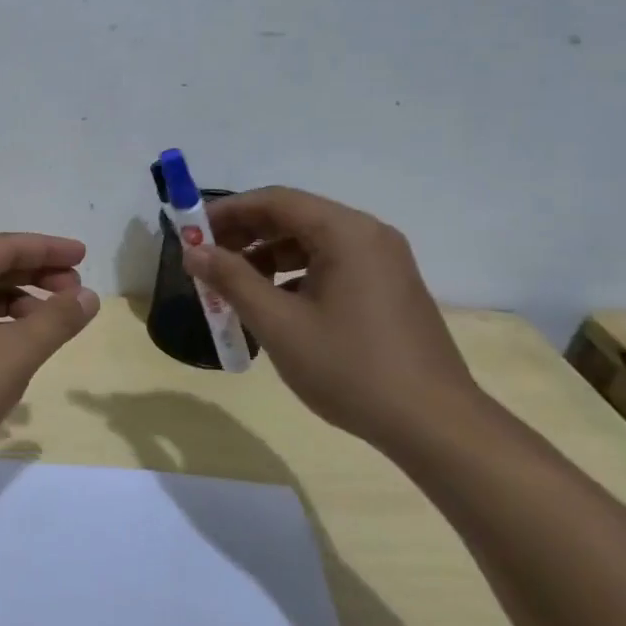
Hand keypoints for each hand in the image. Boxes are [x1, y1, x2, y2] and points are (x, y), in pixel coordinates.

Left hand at [0, 233, 99, 498]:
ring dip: (19, 301)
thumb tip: (88, 296)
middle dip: (37, 275)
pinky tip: (18, 345)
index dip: (50, 249)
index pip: (7, 246)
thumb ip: (56, 320)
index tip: (84, 256)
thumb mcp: (15, 354)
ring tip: (53, 322)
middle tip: (77, 291)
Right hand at [180, 187, 480, 444]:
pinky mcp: (388, 288)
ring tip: (234, 286)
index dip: (227, 211)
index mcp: (346, 233)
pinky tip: (274, 304)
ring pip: (311, 242)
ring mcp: (384, 262)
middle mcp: (368, 235)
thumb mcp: (279, 324)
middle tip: (206, 259)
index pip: (275, 200)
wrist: (434, 425)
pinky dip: (295, 274)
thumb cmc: (350, 369)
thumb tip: (194, 252)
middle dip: (245, 234)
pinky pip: (331, 264)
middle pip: (294, 217)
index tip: (191, 231)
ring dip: (267, 256)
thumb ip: (232, 280)